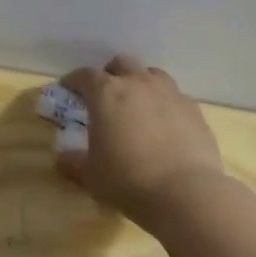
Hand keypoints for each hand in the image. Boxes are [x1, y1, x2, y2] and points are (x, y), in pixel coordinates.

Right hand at [57, 55, 224, 228]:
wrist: (185, 192)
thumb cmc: (127, 179)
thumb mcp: (90, 175)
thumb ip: (72, 162)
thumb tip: (62, 159)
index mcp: (106, 94)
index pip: (84, 75)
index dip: (73, 81)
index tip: (68, 89)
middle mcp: (138, 84)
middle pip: (121, 63)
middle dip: (110, 75)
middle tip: (105, 95)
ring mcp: (170, 93)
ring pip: (152, 74)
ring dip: (140, 83)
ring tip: (137, 104)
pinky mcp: (194, 110)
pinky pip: (175, 96)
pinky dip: (164, 103)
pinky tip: (164, 124)